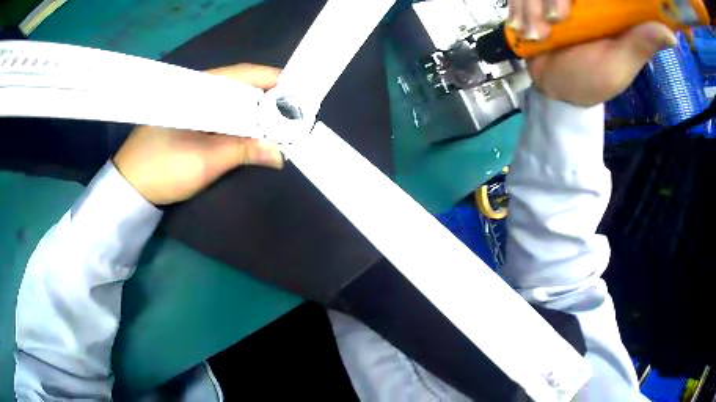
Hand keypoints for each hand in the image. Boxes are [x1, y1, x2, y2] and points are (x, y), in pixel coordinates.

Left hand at [114, 64, 283, 205]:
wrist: (130, 186)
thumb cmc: (163, 168)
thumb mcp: (205, 161)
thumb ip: (243, 151)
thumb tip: (280, 154)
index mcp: (200, 88)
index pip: (245, 75)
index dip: (275, 82)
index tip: (300, 97)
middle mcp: (199, 89)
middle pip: (243, 86)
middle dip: (270, 99)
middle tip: (295, 116)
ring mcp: (195, 104)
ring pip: (235, 100)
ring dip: (257, 112)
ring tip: (280, 125)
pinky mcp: (192, 119)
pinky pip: (224, 113)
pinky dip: (242, 122)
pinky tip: (253, 132)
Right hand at [510, 1, 677, 106]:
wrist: (555, 88)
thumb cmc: (591, 79)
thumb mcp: (620, 64)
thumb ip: (641, 44)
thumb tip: (671, 35)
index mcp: (607, 6)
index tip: (579, 13)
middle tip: (555, 23)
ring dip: (530, 6)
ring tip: (538, 35)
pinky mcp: (533, 0)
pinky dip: (517, 8)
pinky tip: (524, 29)